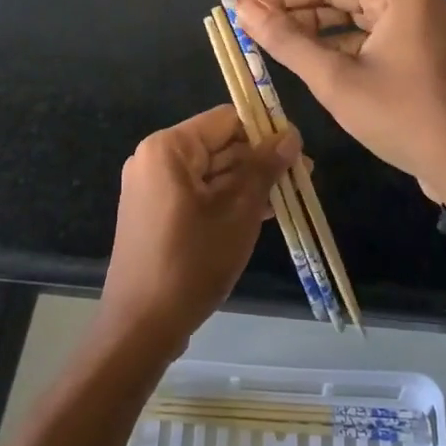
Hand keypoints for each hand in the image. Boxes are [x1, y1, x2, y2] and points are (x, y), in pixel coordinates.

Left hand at [99, 105, 299, 357]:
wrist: (142, 326)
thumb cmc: (192, 262)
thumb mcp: (238, 212)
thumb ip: (264, 168)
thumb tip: (291, 135)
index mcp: (169, 148)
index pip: (226, 120)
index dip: (265, 131)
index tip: (297, 151)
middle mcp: (155, 159)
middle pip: (219, 145)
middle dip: (260, 160)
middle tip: (304, 176)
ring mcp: (153, 187)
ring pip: (212, 172)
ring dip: (249, 182)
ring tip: (292, 195)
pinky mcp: (156, 213)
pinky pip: (199, 194)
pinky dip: (228, 200)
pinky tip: (264, 211)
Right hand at [233, 0, 445, 203]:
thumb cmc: (404, 117)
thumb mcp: (337, 81)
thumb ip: (287, 40)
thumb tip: (244, 9)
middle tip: (239, 1)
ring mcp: (411, 16)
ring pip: (346, 6)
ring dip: (304, 16)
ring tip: (258, 21)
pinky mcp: (410, 41)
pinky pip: (360, 27)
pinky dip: (328, 36)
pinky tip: (294, 43)